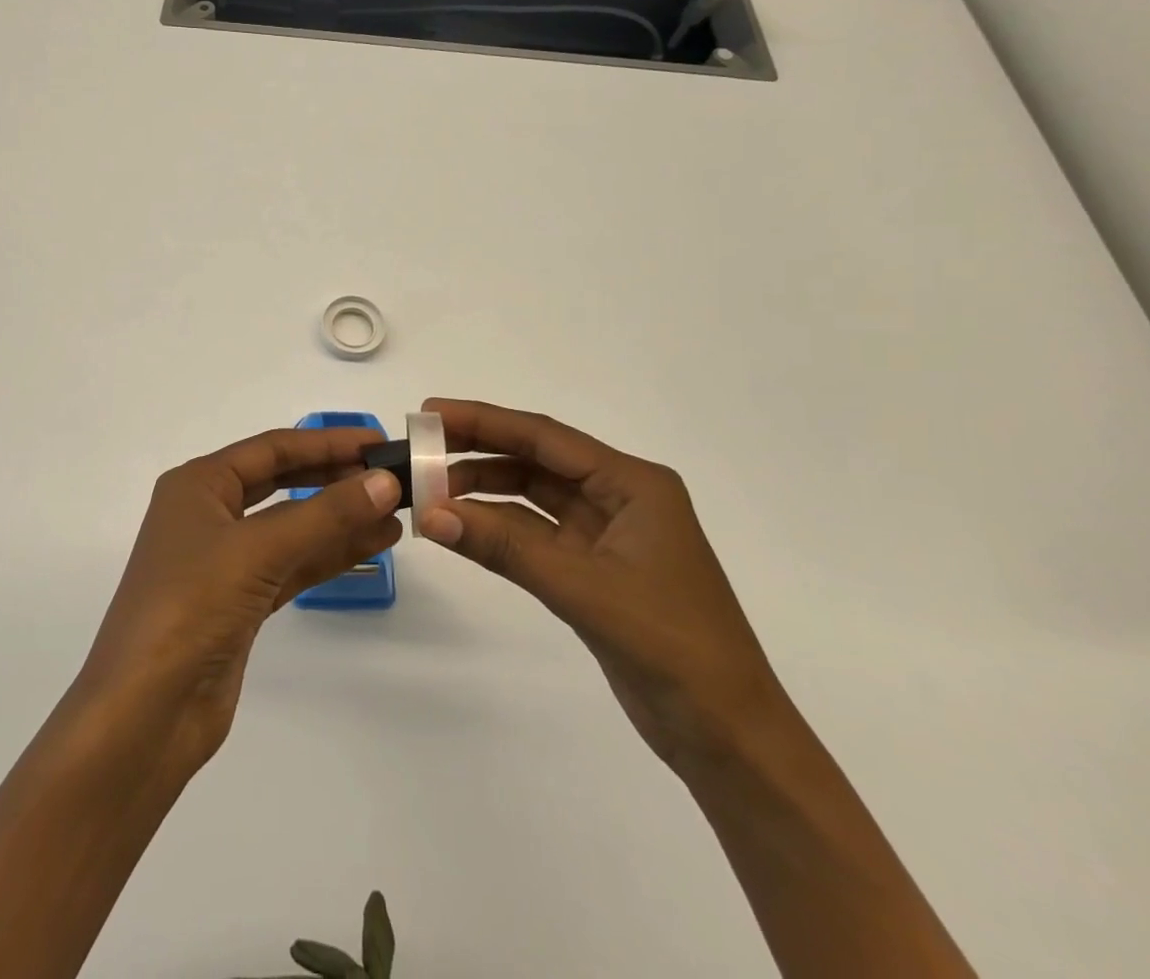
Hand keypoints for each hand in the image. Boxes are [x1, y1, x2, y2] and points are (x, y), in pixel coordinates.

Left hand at [74, 426, 404, 780]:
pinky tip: (371, 545)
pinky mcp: (240, 603)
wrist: (146, 712)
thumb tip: (385, 482)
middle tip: (390, 476)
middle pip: (282, 483)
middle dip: (334, 478)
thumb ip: (325, 514)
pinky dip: (329, 554)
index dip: (326, 442)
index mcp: (198, 485)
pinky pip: (292, 565)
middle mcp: (209, 514)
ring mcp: (224, 561)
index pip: (272, 449)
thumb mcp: (258, 549)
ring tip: (394, 512)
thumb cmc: (191, 606)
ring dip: (339, 519)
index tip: (378, 441)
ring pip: (291, 527)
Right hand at [416, 398, 784, 770]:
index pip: (544, 437)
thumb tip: (430, 514)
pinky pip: (534, 534)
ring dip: (483, 492)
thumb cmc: (672, 646)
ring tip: (429, 493)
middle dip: (477, 452)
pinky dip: (497, 529)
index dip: (484, 421)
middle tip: (420, 450)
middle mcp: (619, 498)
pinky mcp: (592, 570)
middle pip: (535, 460)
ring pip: (531, 497)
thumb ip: (505, 547)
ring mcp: (605, 535)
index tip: (431, 412)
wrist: (729, 738)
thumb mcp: (584, 588)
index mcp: (633, 484)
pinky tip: (460, 527)